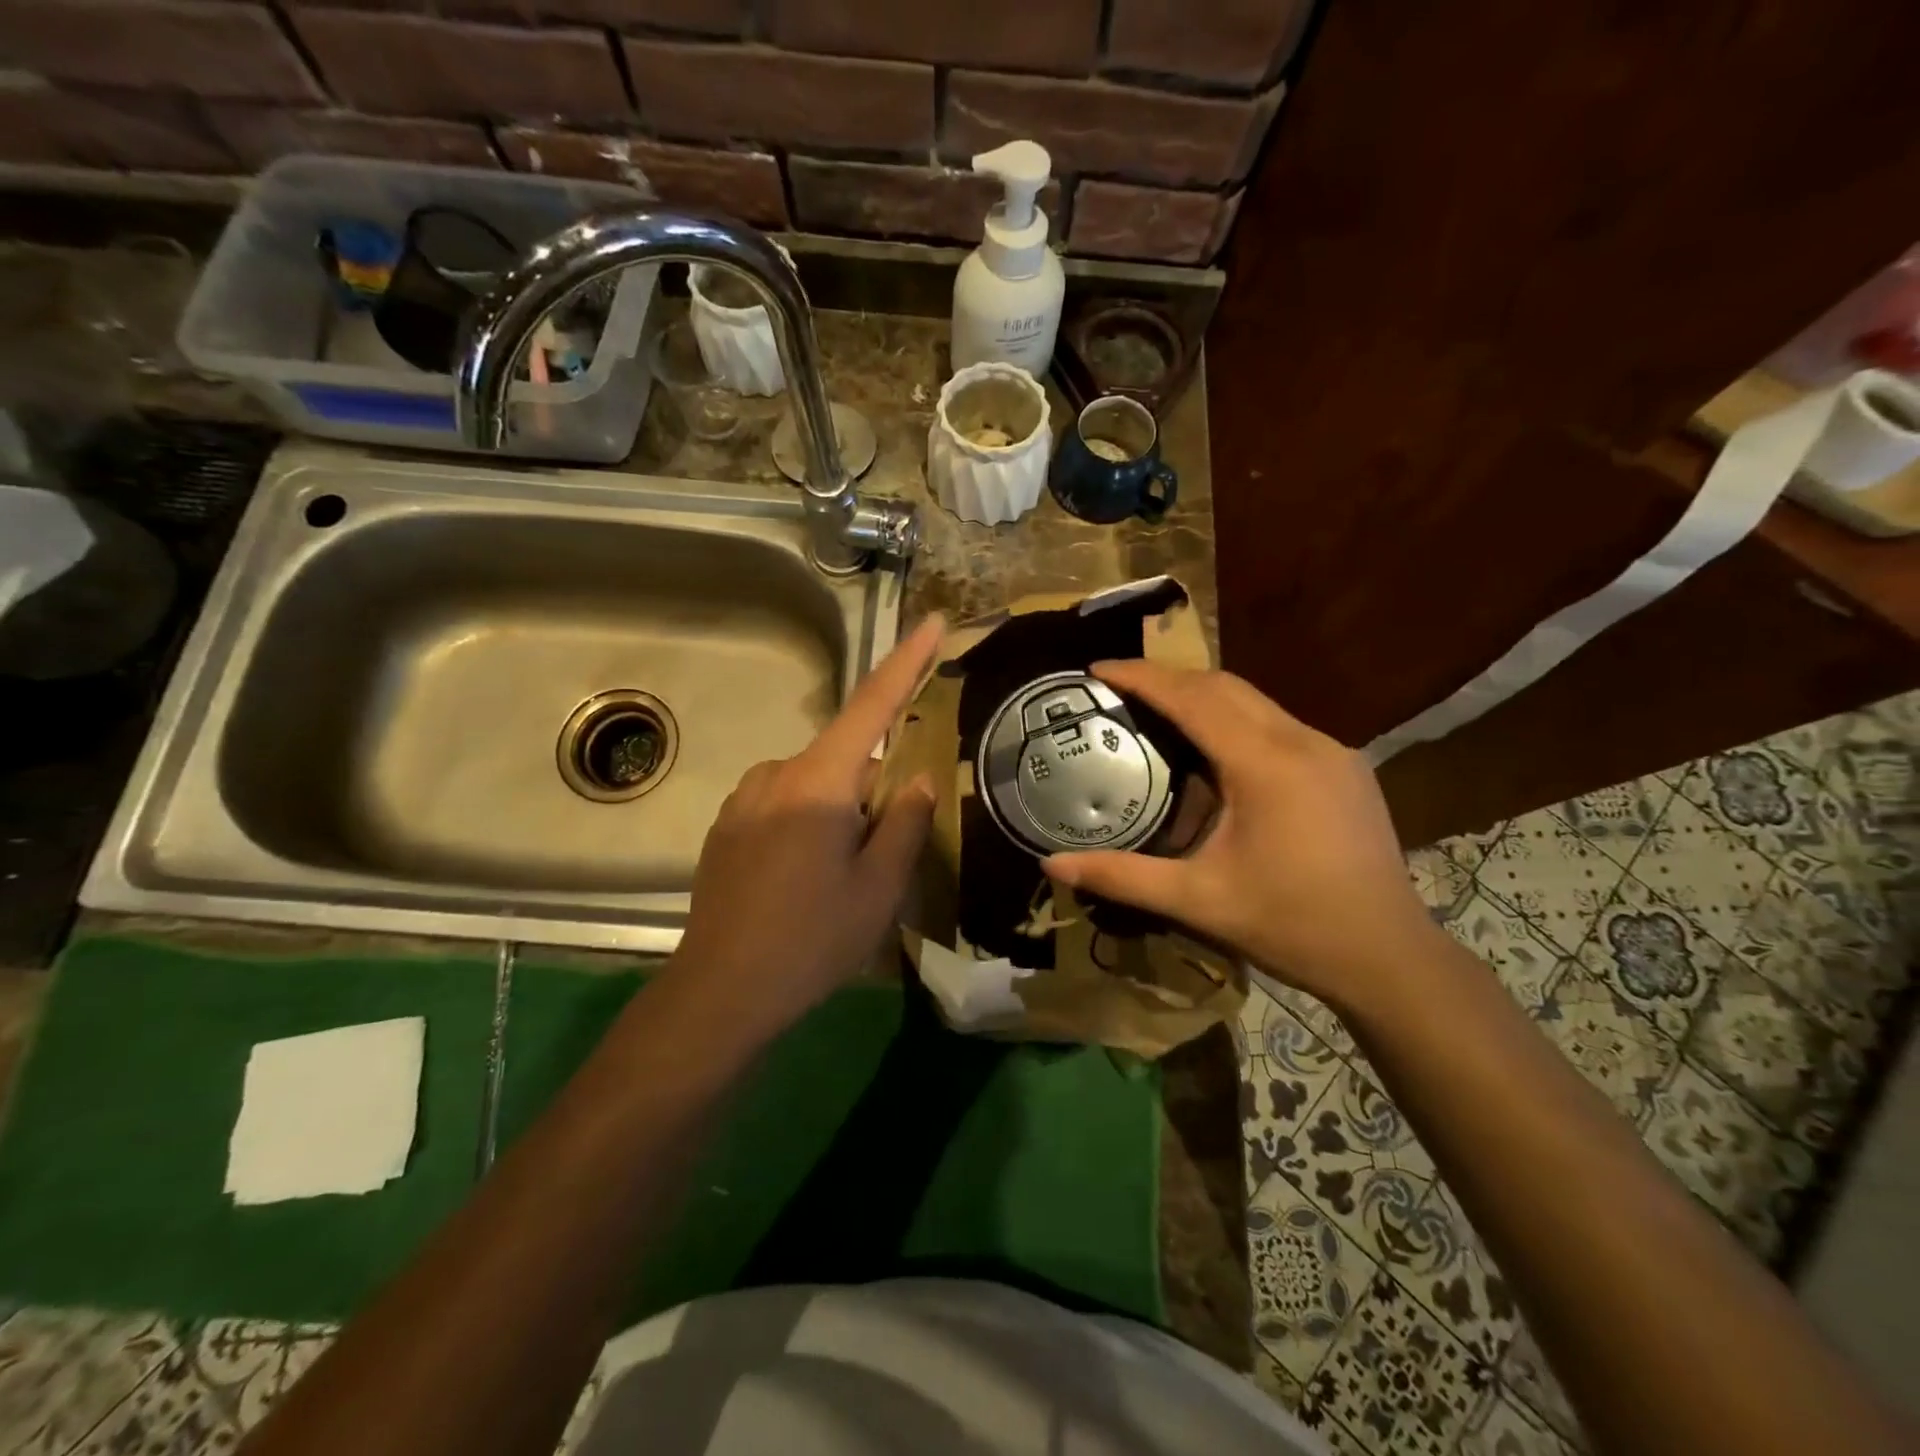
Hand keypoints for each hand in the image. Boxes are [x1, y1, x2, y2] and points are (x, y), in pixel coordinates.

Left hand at [666, 614, 942, 1036]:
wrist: (720, 992)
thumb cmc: (811, 939)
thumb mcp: (878, 888)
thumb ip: (904, 823)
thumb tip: (914, 778)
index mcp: (819, 782)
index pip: (872, 705)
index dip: (907, 661)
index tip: (933, 622)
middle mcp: (776, 774)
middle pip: (847, 756)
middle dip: (876, 784)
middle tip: (889, 845)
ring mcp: (744, 799)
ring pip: (815, 782)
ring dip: (842, 807)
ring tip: (845, 872)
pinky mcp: (726, 826)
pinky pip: (784, 802)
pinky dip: (809, 821)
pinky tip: (805, 878)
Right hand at [1044, 661, 1438, 1010]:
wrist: (1389, 957)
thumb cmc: (1291, 925)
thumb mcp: (1198, 901)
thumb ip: (1122, 877)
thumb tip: (1051, 864)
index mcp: (1265, 764)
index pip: (1193, 698)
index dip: (1142, 677)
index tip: (1097, 668)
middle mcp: (1303, 741)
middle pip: (1225, 686)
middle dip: (1169, 677)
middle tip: (1119, 687)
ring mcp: (1332, 751)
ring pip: (1255, 701)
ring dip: (1203, 696)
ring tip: (1157, 711)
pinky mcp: (1345, 768)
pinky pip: (1278, 725)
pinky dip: (1235, 720)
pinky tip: (1215, 752)